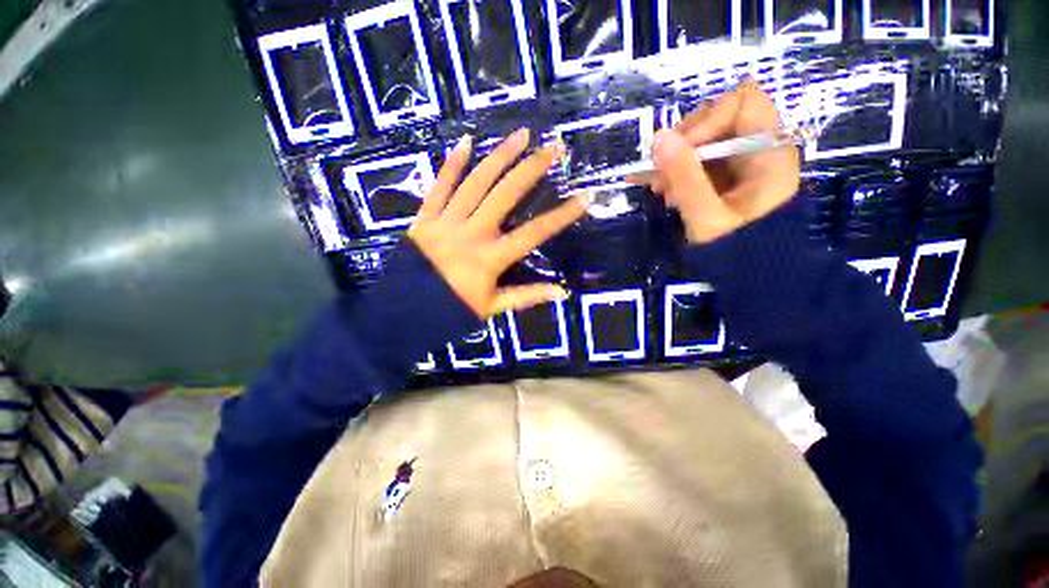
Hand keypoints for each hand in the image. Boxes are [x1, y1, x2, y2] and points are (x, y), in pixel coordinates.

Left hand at [408, 128, 587, 317]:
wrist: (403, 314)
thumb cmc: (451, 311)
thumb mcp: (491, 308)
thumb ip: (526, 296)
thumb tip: (561, 292)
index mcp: (490, 259)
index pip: (533, 234)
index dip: (561, 216)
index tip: (584, 197)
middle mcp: (471, 234)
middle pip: (505, 195)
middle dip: (531, 169)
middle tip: (553, 148)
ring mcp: (445, 222)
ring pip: (475, 183)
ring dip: (499, 157)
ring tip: (520, 135)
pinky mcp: (424, 217)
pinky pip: (439, 186)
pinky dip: (452, 164)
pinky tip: (467, 142)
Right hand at [630, 79, 800, 243]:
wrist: (755, 276)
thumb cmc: (739, 250)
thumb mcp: (707, 216)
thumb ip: (685, 177)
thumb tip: (659, 138)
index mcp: (768, 151)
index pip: (740, 102)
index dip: (706, 119)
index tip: (680, 152)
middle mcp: (757, 148)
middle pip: (717, 118)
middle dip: (683, 143)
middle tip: (661, 173)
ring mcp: (741, 163)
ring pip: (703, 141)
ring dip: (675, 161)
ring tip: (658, 188)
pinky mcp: (726, 176)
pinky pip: (698, 161)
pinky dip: (677, 173)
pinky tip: (662, 190)